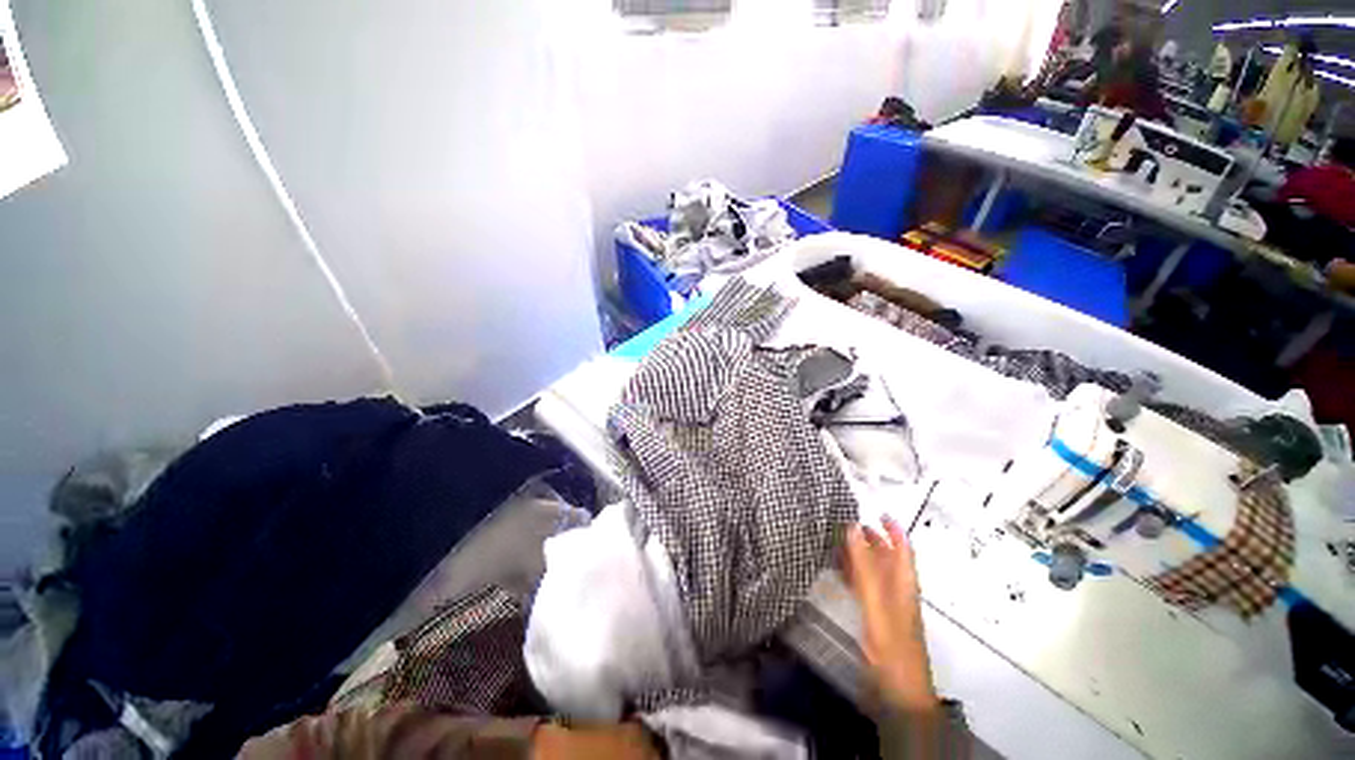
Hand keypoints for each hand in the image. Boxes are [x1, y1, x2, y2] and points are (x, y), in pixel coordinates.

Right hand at [846, 517, 937, 710]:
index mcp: (903, 580)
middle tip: (849, 523)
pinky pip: (865, 586)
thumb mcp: (876, 598)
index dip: (893, 528)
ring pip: (875, 570)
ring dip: (861, 554)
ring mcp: (887, 602)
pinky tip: (839, 570)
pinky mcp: (877, 615)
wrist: (898, 684)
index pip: (902, 547)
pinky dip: (854, 573)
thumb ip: (864, 564)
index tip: (878, 511)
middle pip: (887, 556)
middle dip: (873, 538)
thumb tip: (854, 527)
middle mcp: (897, 587)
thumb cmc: (891, 639)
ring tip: (839, 541)